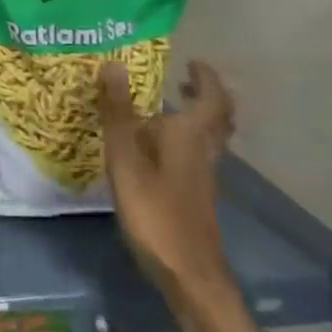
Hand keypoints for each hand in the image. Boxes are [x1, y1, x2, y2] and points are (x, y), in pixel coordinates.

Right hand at [98, 59, 235, 305]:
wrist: (187, 271)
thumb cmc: (155, 210)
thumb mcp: (126, 158)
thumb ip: (118, 113)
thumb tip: (112, 64)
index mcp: (191, 136)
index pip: (211, 99)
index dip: (206, 78)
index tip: (192, 61)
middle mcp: (203, 151)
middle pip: (218, 119)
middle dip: (205, 96)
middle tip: (183, 81)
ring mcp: (202, 175)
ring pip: (208, 138)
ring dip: (195, 118)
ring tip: (167, 108)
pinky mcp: (193, 194)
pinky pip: (194, 154)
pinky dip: (183, 140)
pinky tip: (156, 148)